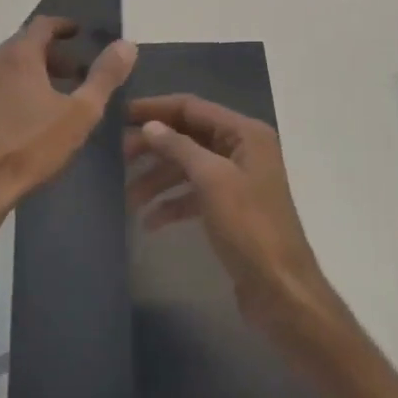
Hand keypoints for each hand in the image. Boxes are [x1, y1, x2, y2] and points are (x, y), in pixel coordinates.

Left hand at [0, 17, 136, 252]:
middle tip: (67, 74)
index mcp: (17, 58)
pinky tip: (2, 126)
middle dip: (45, 56)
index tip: (76, 33)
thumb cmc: (29, 149)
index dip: (62, 26)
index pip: (42, 26)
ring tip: (36, 102)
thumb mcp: (79, 115)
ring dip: (17, 79)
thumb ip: (104, 77)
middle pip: (18, 49)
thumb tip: (126, 44)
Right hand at [125, 95, 341, 337]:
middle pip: (187, 136)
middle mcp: (242, 149)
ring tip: (127, 197)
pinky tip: (150, 221)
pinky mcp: (230, 208)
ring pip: (188, 167)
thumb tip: (150, 125)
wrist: (280, 289)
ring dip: (157, 179)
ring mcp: (236, 179)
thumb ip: (179, 148)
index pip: (192, 107)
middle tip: (117, 158)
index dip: (155, 108)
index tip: (119, 115)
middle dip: (153, 147)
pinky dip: (172, 203)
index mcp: (245, 133)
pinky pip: (194, 194)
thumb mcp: (212, 180)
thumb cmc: (249, 227)